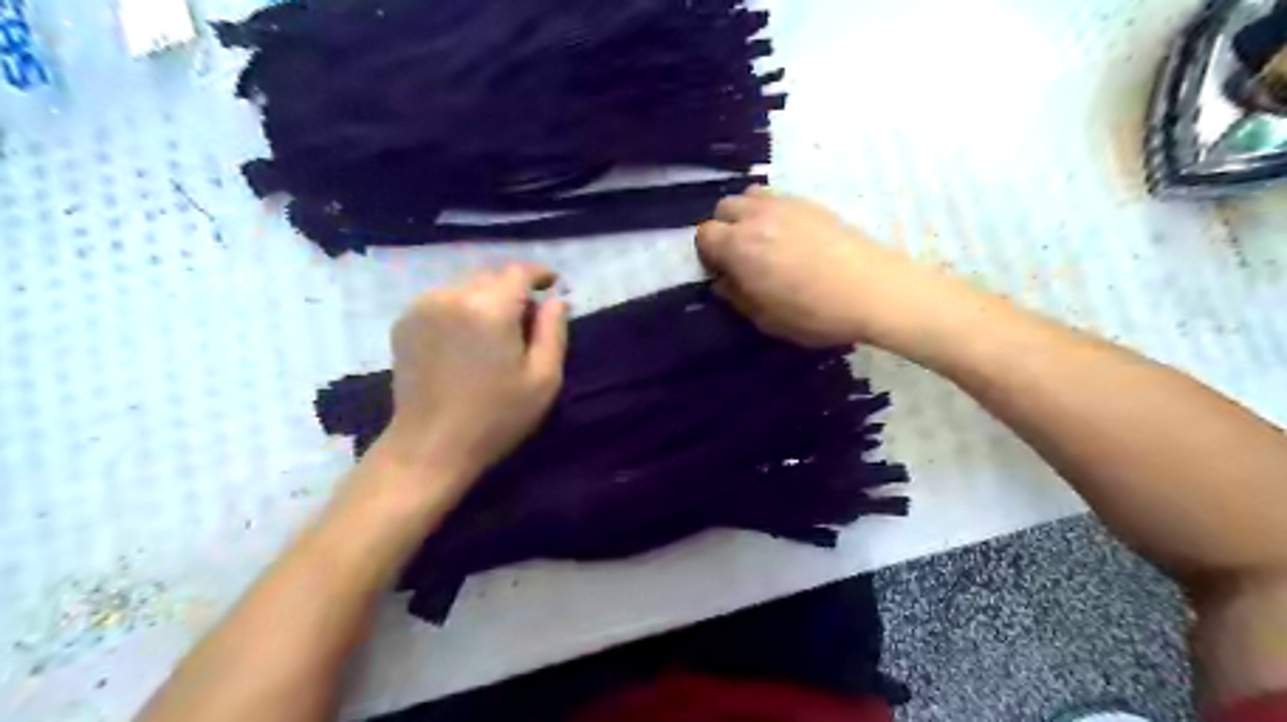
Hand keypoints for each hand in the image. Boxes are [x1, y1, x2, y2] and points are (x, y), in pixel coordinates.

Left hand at [378, 265, 566, 483]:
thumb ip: (554, 331)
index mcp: (490, 307)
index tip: (553, 284)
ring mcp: (423, 306)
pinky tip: (467, 339)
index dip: (539, 274)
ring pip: (466, 285)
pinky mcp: (405, 321)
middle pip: (491, 275)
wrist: (430, 445)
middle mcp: (453, 295)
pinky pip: (444, 299)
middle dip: (513, 289)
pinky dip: (462, 307)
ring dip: (487, 298)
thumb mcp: (543, 378)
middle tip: (527, 319)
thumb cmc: (496, 416)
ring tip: (496, 330)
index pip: (519, 271)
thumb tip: (556, 299)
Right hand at [695, 186, 940, 345]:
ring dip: (747, 215)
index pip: (704, 234)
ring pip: (750, 195)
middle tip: (739, 256)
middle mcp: (757, 216)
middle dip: (724, 229)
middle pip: (724, 208)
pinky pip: (778, 198)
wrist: (875, 290)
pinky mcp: (812, 203)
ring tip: (762, 241)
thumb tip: (724, 282)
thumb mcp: (766, 319)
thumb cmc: (815, 313)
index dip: (707, 254)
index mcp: (739, 246)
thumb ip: (737, 297)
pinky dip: (772, 212)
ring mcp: (786, 204)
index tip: (721, 272)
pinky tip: (790, 237)